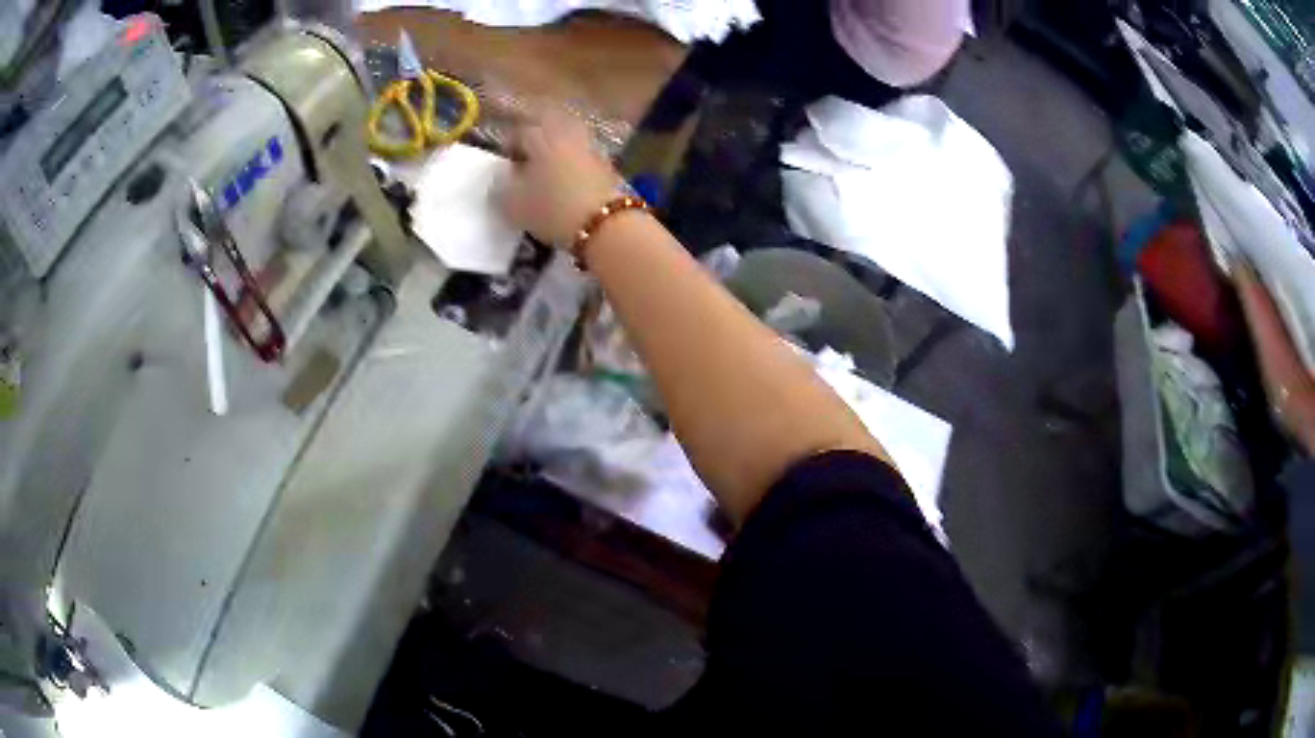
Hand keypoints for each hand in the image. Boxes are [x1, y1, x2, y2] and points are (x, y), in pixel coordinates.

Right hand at [497, 109, 621, 249]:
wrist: (605, 224)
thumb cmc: (551, 210)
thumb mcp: (512, 205)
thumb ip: (500, 186)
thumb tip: (502, 175)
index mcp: (541, 139)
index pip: (521, 132)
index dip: (510, 145)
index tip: (507, 162)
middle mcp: (567, 135)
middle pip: (550, 126)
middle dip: (537, 139)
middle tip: (529, 159)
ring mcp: (591, 147)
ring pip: (571, 137)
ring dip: (559, 147)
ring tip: (550, 170)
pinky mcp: (609, 164)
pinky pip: (586, 154)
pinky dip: (577, 161)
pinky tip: (572, 179)